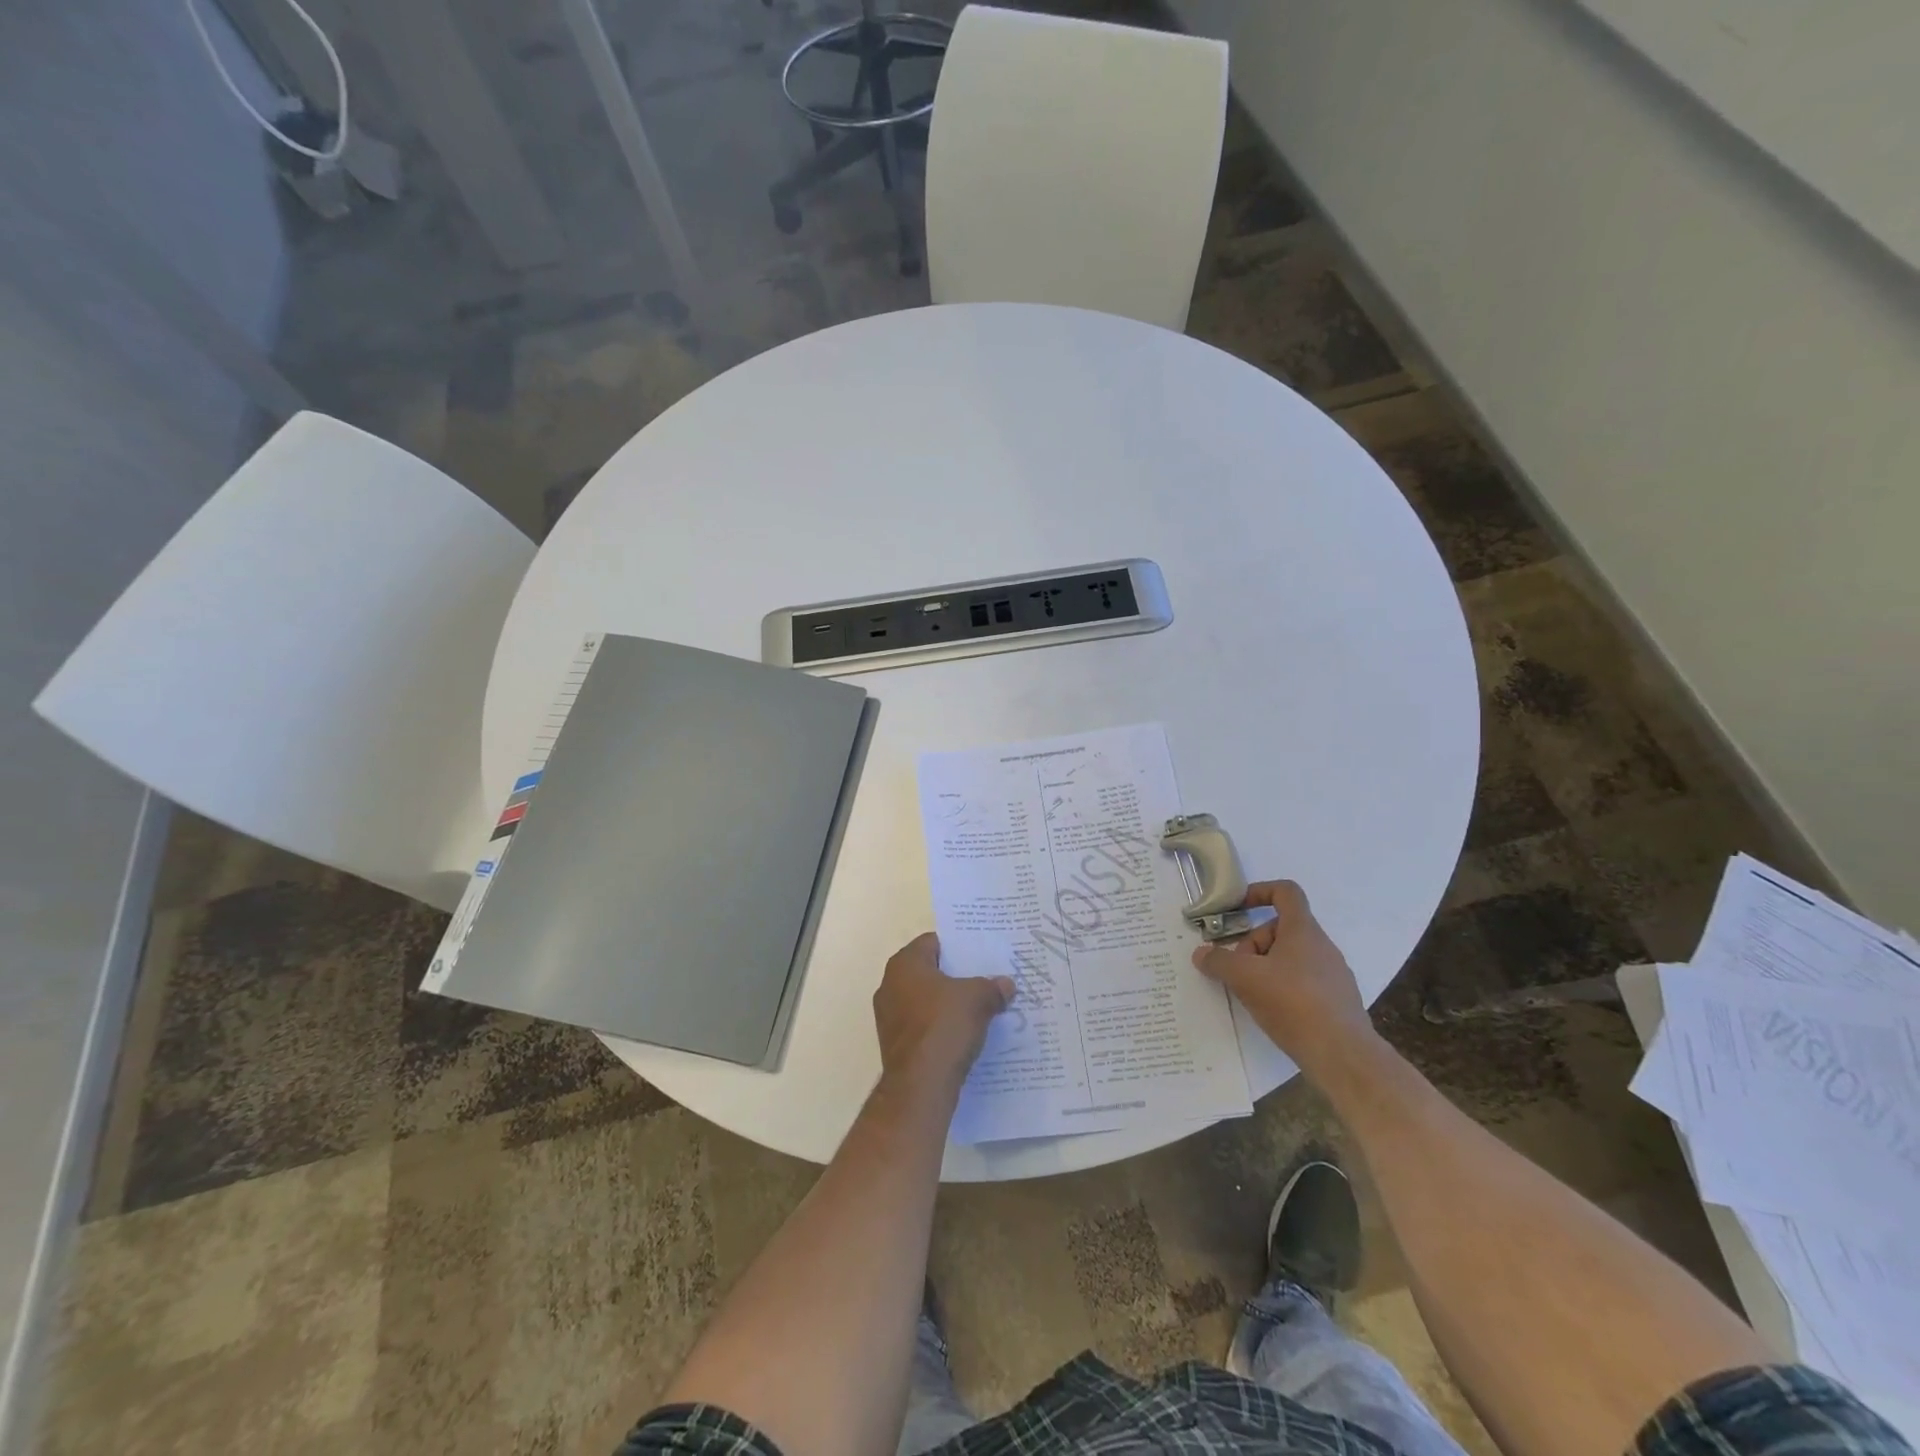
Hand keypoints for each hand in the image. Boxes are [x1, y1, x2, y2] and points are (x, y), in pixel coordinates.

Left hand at [873, 933, 1014, 1093]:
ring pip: (926, 1001)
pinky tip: (965, 1035)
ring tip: (980, 1008)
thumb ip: (992, 986)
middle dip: (956, 977)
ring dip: (948, 1004)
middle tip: (985, 980)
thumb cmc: (944, 1026)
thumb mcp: (978, 998)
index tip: (981, 955)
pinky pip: (923, 1026)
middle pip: (929, 972)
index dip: (958, 947)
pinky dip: (941, 1027)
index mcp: (904, 964)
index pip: (933, 942)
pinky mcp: (895, 1045)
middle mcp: (890, 985)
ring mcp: (889, 1017)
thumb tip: (1006, 984)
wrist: (921, 1085)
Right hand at [1191, 881, 1375, 1077]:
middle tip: (1237, 970)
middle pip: (1280, 929)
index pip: (1285, 892)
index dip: (1259, 892)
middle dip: (1253, 944)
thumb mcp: (1244, 978)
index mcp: (1303, 930)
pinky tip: (1273, 1012)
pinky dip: (1283, 988)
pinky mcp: (1337, 1001)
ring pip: (1290, 957)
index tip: (1237, 909)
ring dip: (1266, 968)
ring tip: (1252, 994)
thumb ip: (1218, 961)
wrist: (1343, 1055)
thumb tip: (1201, 954)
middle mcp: (1322, 946)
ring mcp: (1333, 974)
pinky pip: (1303, 982)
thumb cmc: (1292, 1003)